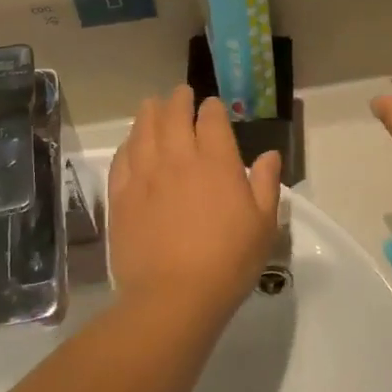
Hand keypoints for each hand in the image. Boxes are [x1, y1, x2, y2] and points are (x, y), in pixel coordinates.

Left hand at [110, 87, 283, 328]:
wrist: (173, 297)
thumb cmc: (228, 262)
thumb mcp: (264, 225)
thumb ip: (266, 184)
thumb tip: (269, 155)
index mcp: (217, 162)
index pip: (211, 119)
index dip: (212, 108)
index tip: (212, 107)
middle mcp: (178, 158)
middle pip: (173, 115)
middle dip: (178, 100)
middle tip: (180, 95)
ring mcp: (145, 175)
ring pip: (143, 130)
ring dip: (149, 112)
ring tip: (152, 105)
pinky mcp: (121, 196)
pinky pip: (121, 158)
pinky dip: (128, 143)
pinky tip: (131, 143)